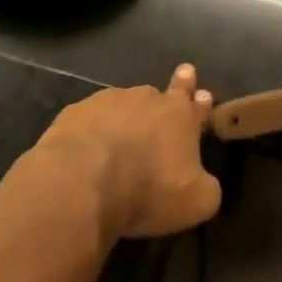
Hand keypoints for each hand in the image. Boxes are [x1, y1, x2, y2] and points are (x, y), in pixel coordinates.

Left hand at [36, 64, 221, 240]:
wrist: (82, 183)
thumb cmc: (148, 191)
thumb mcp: (197, 202)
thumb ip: (206, 187)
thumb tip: (201, 181)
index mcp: (182, 117)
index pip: (196, 104)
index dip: (200, 102)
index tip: (202, 94)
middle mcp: (148, 100)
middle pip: (163, 94)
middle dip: (173, 90)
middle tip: (180, 79)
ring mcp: (109, 101)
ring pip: (125, 104)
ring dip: (127, 117)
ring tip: (121, 137)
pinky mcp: (75, 112)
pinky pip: (91, 119)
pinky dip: (94, 130)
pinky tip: (88, 148)